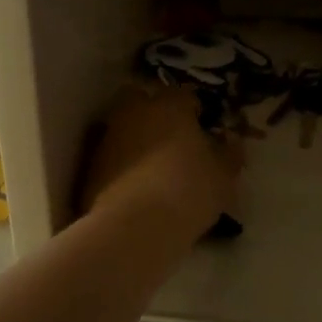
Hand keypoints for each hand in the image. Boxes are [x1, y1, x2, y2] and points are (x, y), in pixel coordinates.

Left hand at [80, 86, 242, 239]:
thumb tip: (231, 141)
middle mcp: (135, 113)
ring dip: (136, 138)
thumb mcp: (223, 176)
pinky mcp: (90, 165)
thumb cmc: (188, 191)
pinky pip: (111, 155)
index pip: (183, 94)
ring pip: (123, 126)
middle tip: (171, 137)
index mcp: (169, 106)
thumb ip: (230, 154)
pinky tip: (134, 185)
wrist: (134, 227)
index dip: (194, 108)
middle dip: (154, 111)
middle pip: (142, 99)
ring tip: (152, 165)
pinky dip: (121, 163)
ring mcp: (108, 138)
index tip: (202, 126)